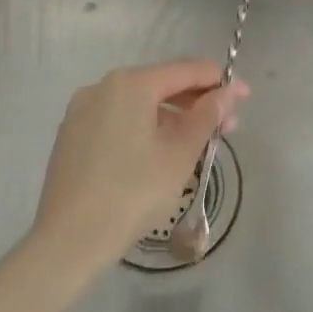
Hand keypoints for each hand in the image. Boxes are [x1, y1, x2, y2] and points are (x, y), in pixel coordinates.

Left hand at [29, 60, 246, 278]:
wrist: (68, 240)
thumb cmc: (132, 193)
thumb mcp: (179, 155)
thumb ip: (206, 117)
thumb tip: (227, 93)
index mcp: (130, 84)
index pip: (184, 70)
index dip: (218, 81)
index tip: (244, 96)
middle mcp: (103, 86)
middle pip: (160, 84)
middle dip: (196, 102)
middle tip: (227, 127)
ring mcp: (82, 110)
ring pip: (138, 104)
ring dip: (171, 118)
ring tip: (195, 143)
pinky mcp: (72, 135)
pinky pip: (117, 120)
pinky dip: (143, 128)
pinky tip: (158, 153)